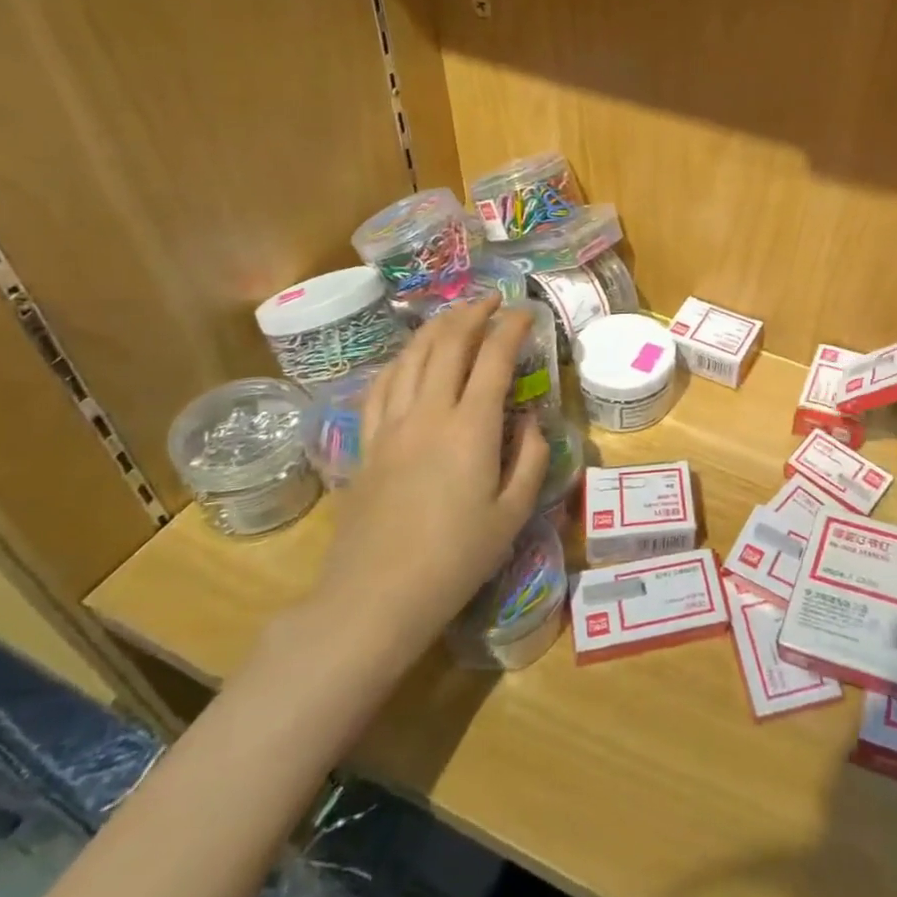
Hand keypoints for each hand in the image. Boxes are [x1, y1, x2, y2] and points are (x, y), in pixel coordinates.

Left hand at [309, 296, 546, 661]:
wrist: (376, 597)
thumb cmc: (455, 559)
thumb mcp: (512, 513)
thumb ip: (530, 459)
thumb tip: (530, 421)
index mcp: (471, 428)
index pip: (494, 358)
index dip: (512, 327)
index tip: (526, 312)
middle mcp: (429, 413)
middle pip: (448, 344)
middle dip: (472, 313)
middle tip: (492, 300)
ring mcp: (391, 425)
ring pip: (411, 356)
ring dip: (436, 328)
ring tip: (455, 315)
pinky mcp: (366, 443)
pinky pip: (382, 385)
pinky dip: (401, 360)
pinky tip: (409, 358)